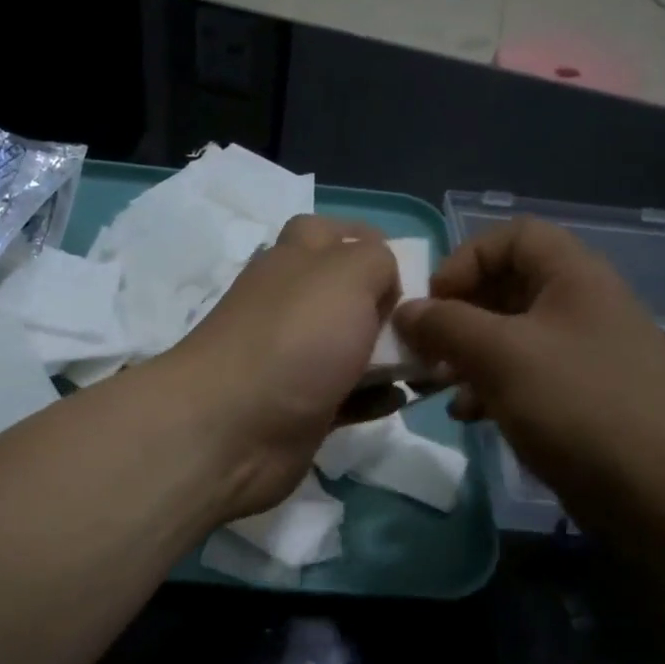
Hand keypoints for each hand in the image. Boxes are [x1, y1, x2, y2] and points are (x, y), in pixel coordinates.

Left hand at [158, 215, 400, 520]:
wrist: (232, 430)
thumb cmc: (295, 339)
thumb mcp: (347, 274)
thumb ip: (377, 260)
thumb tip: (385, 279)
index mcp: (294, 261)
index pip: (329, 233)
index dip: (369, 242)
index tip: (410, 268)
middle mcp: (290, 306)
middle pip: (346, 295)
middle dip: (390, 306)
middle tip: (428, 325)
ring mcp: (293, 360)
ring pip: (352, 348)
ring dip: (391, 356)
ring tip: (432, 367)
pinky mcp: (302, 409)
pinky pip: (349, 397)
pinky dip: (375, 397)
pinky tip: (400, 400)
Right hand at [393, 216, 664, 526]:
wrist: (661, 492)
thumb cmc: (578, 406)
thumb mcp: (501, 356)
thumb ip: (445, 325)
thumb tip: (406, 310)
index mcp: (575, 276)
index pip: (513, 236)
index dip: (465, 259)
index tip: (434, 303)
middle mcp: (583, 306)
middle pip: (507, 287)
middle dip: (458, 315)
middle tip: (425, 350)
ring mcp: (585, 355)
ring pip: (512, 337)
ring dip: (467, 356)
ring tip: (437, 386)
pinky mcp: (582, 399)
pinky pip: (526, 377)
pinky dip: (491, 388)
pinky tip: (468, 416)